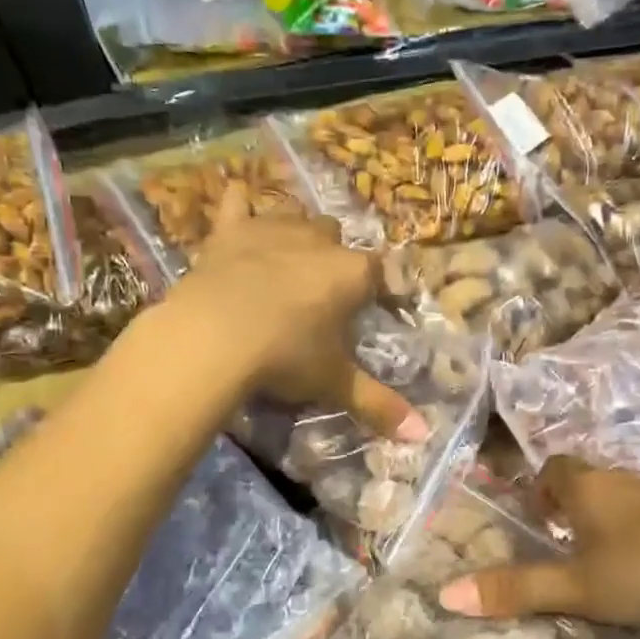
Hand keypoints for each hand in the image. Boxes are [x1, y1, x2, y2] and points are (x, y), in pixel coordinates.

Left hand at [172, 186, 426, 440]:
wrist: (215, 337)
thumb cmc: (286, 357)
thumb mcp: (334, 384)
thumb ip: (379, 405)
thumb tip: (423, 435)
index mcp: (352, 273)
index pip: (378, 272)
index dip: (376, 289)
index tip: (370, 308)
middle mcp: (318, 240)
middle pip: (335, 236)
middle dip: (332, 257)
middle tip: (319, 294)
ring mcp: (272, 229)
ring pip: (294, 215)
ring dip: (295, 232)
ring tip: (286, 260)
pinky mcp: (230, 230)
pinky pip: (237, 203)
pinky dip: (240, 205)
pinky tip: (239, 205)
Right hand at [436, 459, 639, 637]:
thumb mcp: (577, 587)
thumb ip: (516, 590)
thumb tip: (445, 593)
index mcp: (586, 486)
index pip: (553, 467)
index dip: (538, 487)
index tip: (534, 519)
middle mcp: (621, 480)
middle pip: (586, 481)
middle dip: (569, 506)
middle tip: (559, 546)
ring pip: (620, 498)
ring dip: (605, 521)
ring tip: (599, 563)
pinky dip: (638, 533)